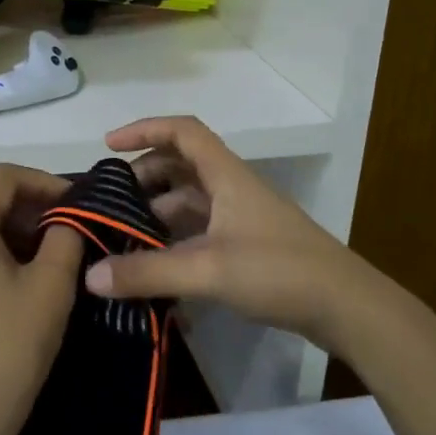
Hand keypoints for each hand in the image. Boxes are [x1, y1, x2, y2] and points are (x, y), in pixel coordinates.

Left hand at [0, 164, 83, 434]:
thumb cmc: (10, 348)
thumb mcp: (53, 286)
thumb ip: (66, 235)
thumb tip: (67, 218)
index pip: (3, 177)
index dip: (44, 182)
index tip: (76, 204)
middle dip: (28, 212)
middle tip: (67, 236)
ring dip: (7, 236)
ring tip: (43, 263)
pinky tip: (8, 287)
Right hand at [85, 116, 368, 347]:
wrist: (345, 306)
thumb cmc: (278, 272)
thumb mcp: (207, 270)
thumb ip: (148, 273)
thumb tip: (90, 277)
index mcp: (226, 177)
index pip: (183, 132)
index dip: (145, 129)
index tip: (109, 146)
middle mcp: (232, 189)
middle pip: (182, 167)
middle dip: (144, 178)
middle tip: (110, 204)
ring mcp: (242, 219)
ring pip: (190, 202)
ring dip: (157, 213)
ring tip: (123, 238)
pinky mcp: (248, 247)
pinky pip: (201, 231)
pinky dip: (175, 240)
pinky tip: (155, 267)